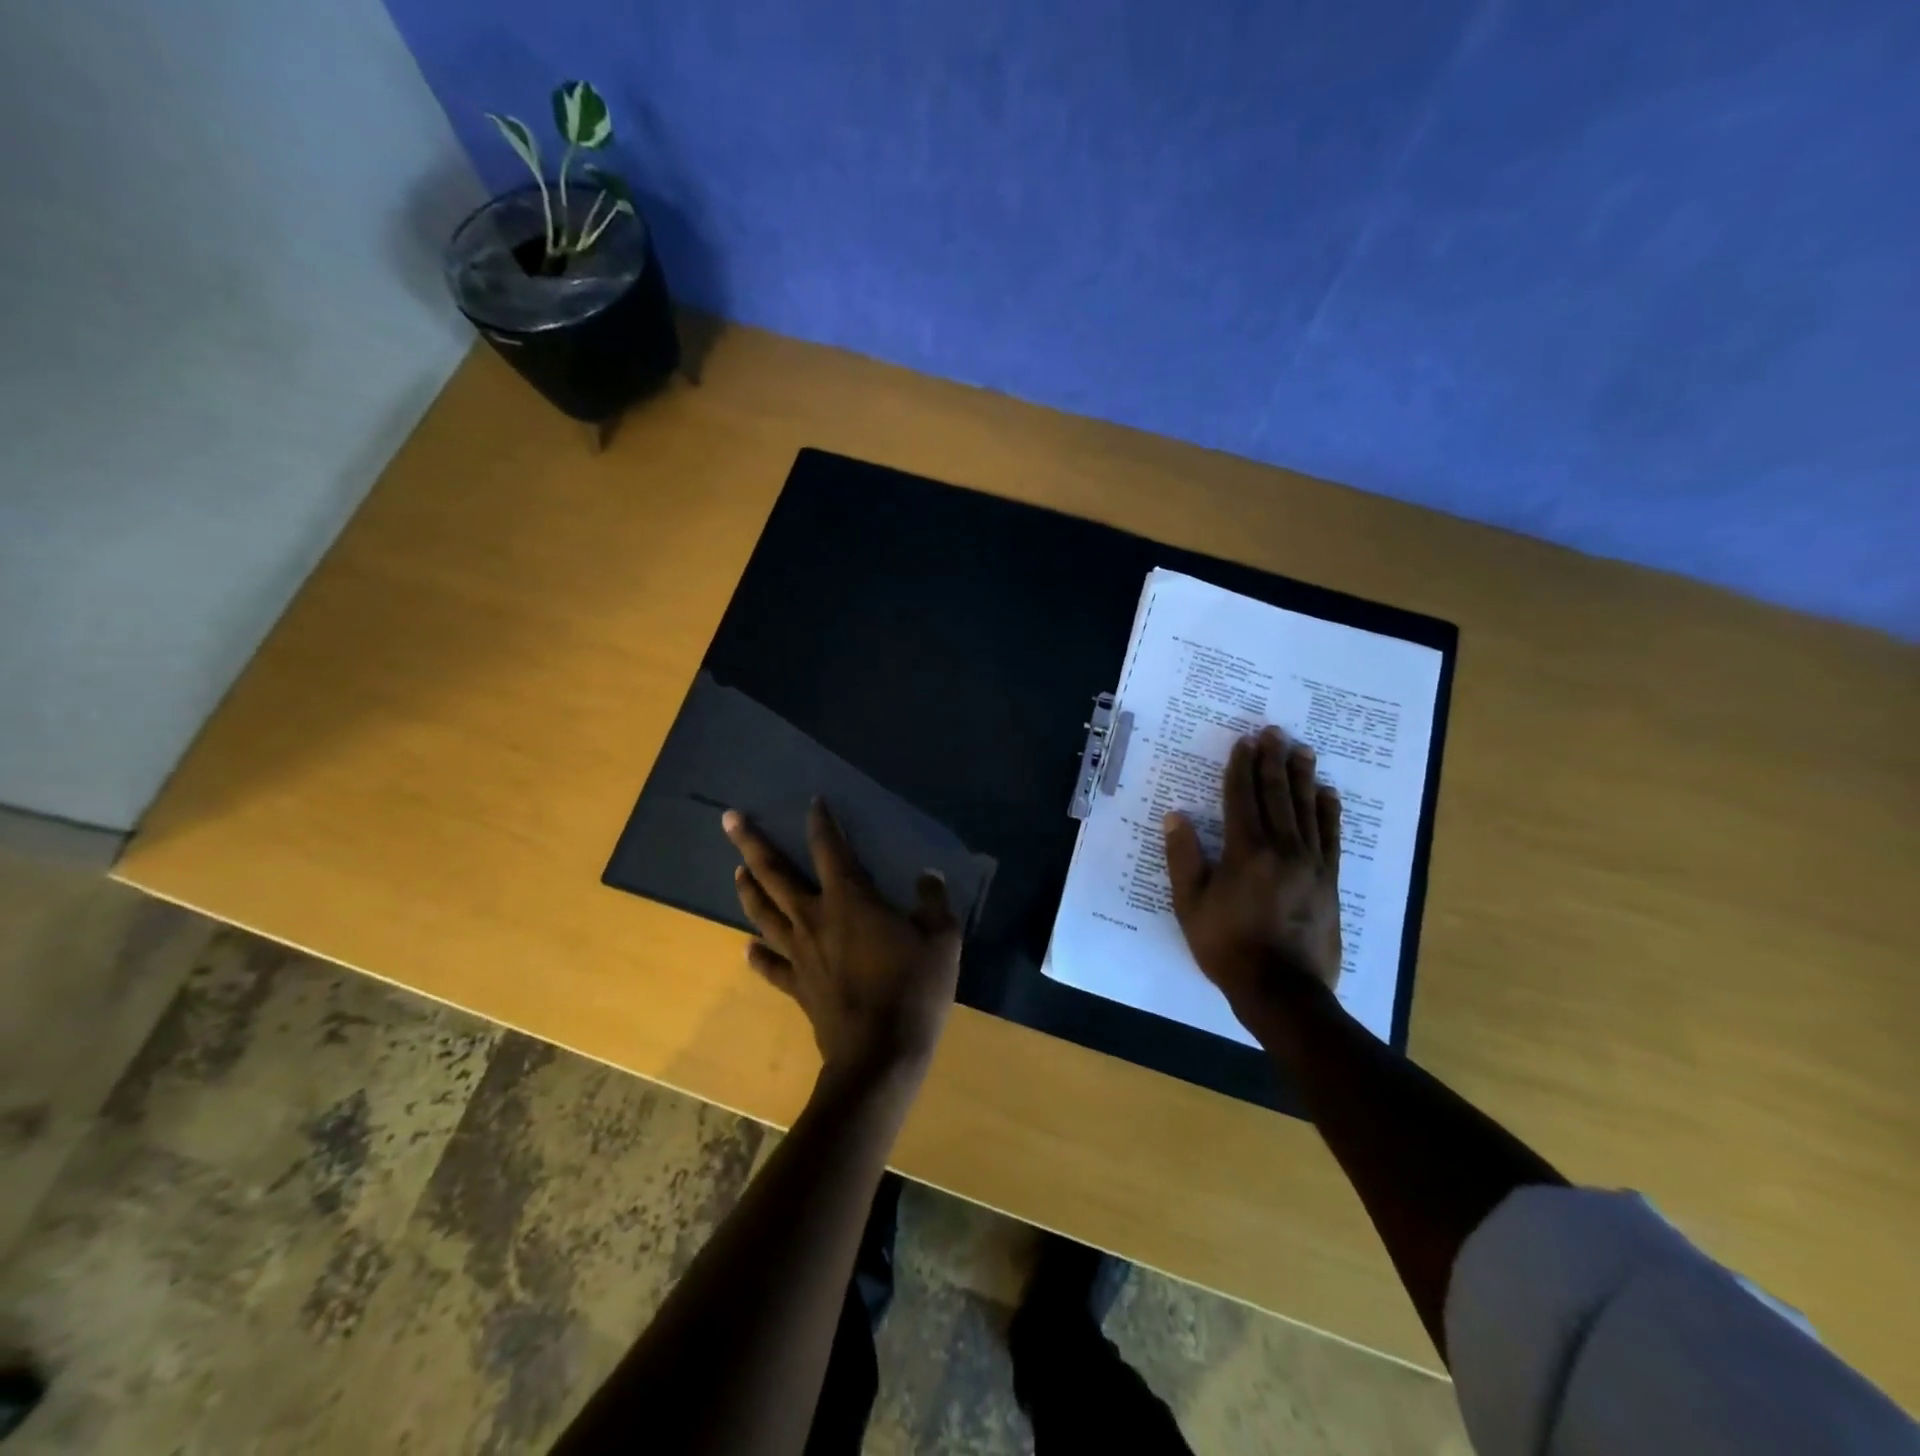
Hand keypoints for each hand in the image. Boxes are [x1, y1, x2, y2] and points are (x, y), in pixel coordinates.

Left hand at [724, 801, 961, 1085]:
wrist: (879, 1055)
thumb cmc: (913, 989)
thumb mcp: (942, 938)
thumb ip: (934, 901)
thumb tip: (927, 876)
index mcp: (849, 899)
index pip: (830, 848)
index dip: (821, 822)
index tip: (813, 801)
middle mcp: (814, 918)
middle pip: (774, 874)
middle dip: (751, 843)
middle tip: (729, 819)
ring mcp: (799, 954)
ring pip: (764, 913)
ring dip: (748, 890)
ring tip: (737, 871)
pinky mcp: (796, 987)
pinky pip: (770, 966)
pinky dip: (757, 956)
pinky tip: (748, 948)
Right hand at [1162, 726, 1342, 1024]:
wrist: (1282, 990)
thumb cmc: (1227, 946)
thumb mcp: (1190, 904)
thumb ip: (1183, 857)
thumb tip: (1176, 816)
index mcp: (1245, 850)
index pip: (1242, 797)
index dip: (1241, 766)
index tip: (1244, 741)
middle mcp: (1282, 848)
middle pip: (1278, 795)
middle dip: (1273, 760)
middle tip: (1274, 732)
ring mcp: (1311, 863)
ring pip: (1307, 809)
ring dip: (1303, 777)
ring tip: (1303, 750)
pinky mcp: (1330, 880)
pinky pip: (1331, 837)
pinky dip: (1329, 812)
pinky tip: (1328, 794)